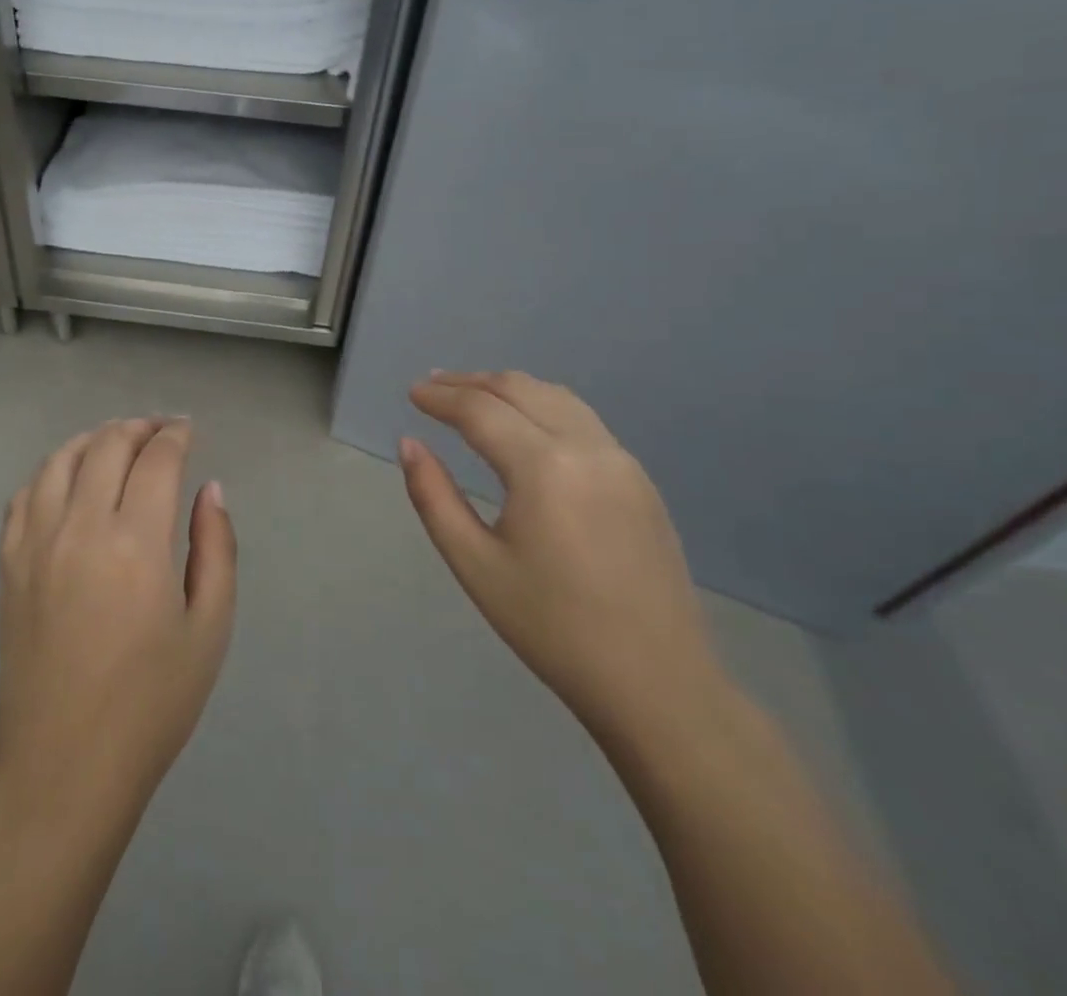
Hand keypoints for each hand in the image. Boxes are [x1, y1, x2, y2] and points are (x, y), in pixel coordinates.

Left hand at [0, 418, 236, 818]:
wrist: (64, 767)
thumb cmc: (151, 704)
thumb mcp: (209, 629)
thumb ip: (216, 548)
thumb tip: (210, 489)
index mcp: (135, 542)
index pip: (156, 459)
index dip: (176, 435)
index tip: (188, 429)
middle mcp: (79, 528)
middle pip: (107, 445)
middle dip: (138, 427)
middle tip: (161, 431)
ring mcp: (35, 543)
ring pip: (59, 460)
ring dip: (93, 439)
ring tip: (116, 443)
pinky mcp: (8, 564)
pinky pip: (24, 495)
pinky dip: (50, 472)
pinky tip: (67, 482)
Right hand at [400, 371, 724, 738]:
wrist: (657, 684)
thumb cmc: (552, 628)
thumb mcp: (475, 565)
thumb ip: (434, 497)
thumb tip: (409, 445)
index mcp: (544, 468)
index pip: (480, 410)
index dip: (440, 397)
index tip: (412, 394)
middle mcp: (586, 447)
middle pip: (519, 389)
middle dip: (470, 382)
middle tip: (432, 387)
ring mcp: (620, 460)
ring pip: (555, 397)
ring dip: (508, 388)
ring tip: (472, 395)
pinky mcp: (639, 479)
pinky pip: (582, 419)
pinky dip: (541, 405)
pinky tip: (524, 425)